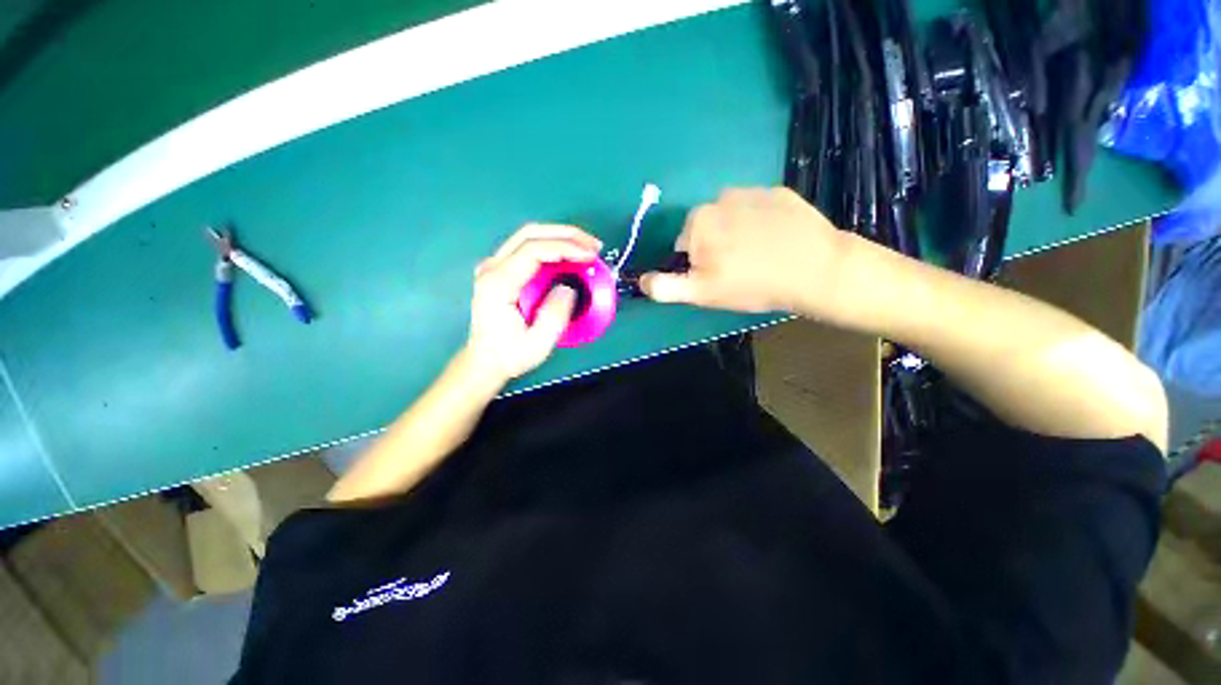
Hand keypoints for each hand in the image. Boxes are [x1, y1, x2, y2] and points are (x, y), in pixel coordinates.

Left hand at [463, 224, 601, 384]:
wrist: (484, 361)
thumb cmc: (509, 355)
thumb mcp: (537, 344)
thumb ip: (555, 315)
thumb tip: (569, 287)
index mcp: (498, 284)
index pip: (533, 250)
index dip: (566, 247)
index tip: (591, 255)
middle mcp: (492, 268)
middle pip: (529, 233)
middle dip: (566, 234)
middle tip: (594, 245)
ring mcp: (493, 266)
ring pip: (528, 235)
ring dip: (560, 236)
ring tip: (586, 247)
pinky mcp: (499, 269)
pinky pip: (527, 247)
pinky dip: (552, 245)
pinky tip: (569, 254)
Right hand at [641, 187, 854, 319]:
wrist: (816, 270)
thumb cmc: (752, 284)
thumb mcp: (702, 293)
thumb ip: (665, 287)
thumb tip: (640, 281)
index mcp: (698, 221)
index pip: (684, 245)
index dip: (697, 265)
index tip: (718, 278)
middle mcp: (720, 197)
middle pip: (707, 228)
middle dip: (715, 246)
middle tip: (739, 269)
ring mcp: (753, 191)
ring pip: (731, 217)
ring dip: (737, 233)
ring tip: (759, 256)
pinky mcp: (780, 192)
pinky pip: (758, 209)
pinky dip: (762, 222)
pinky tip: (777, 241)